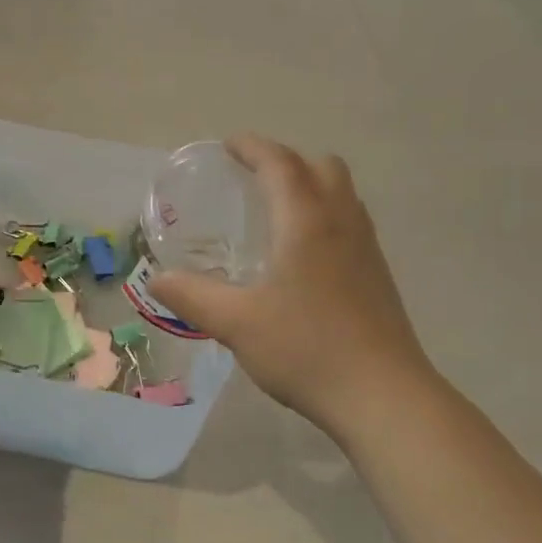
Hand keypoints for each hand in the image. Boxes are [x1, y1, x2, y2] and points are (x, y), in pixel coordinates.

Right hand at [149, 135, 434, 436]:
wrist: (383, 396)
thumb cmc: (307, 349)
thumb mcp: (237, 323)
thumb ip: (193, 297)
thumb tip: (158, 280)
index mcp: (307, 223)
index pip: (280, 165)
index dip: (253, 147)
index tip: (229, 145)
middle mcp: (342, 224)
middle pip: (322, 167)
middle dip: (286, 161)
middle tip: (254, 178)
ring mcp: (367, 249)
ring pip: (342, 194)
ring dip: (310, 186)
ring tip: (277, 211)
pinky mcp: (378, 276)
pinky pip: (350, 223)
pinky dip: (325, 216)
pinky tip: (303, 256)